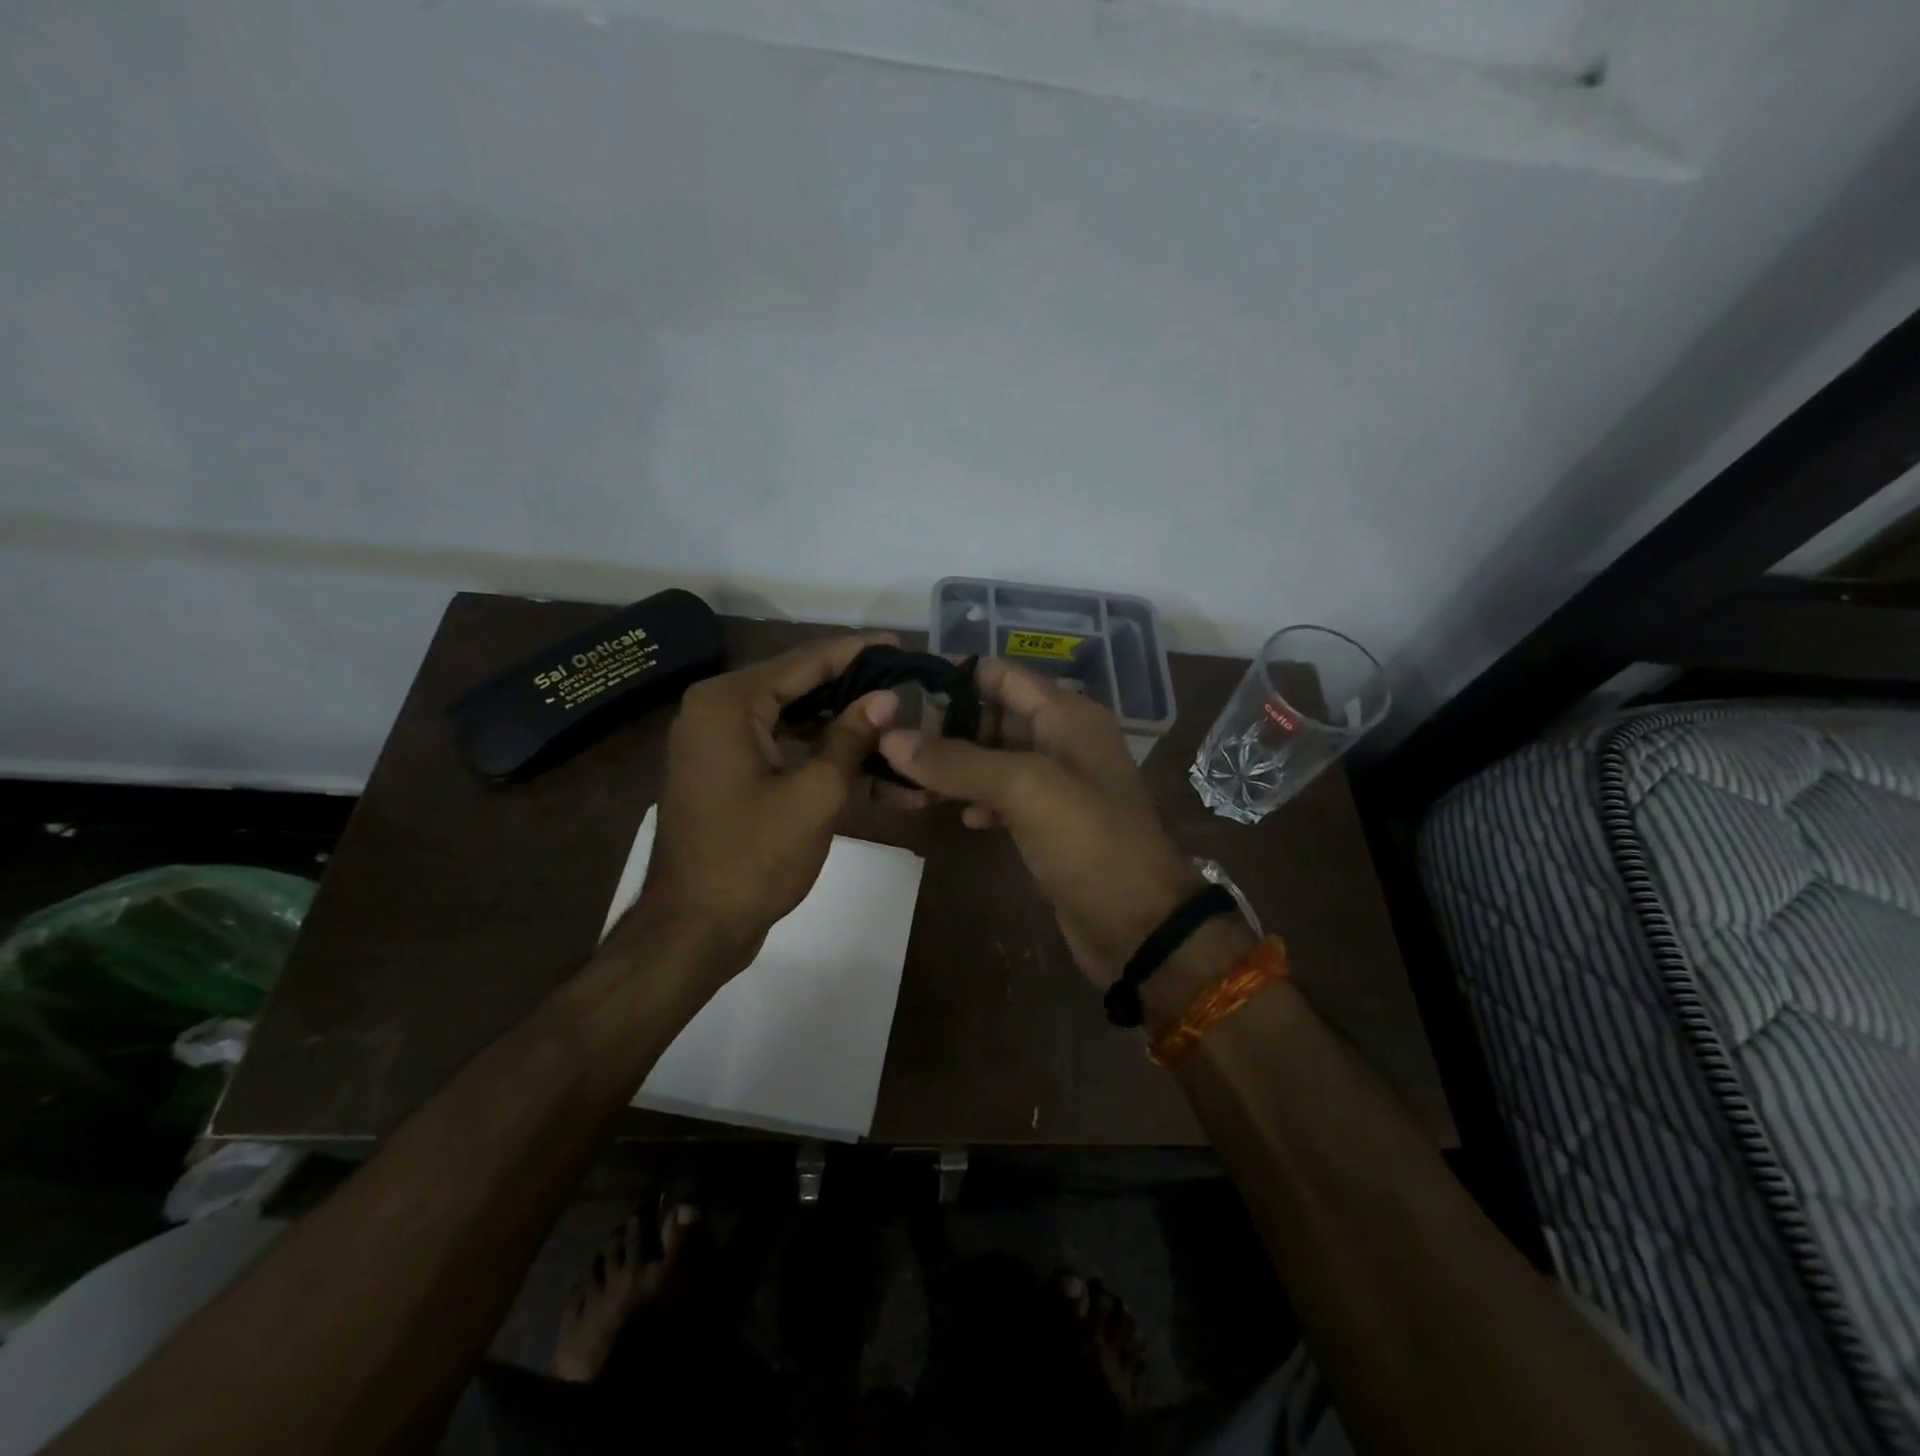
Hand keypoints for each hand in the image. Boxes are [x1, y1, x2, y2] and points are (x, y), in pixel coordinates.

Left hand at [631, 633, 900, 973]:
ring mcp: (714, 740)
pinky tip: (857, 757)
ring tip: (890, 723)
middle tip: (904, 687)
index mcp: (729, 702)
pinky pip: (776, 742)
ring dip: (837, 722)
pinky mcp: (721, 768)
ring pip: (789, 715)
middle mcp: (714, 708)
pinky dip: (814, 748)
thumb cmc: (753, 859)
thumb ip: (850, 738)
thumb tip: (886, 697)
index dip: (857, 652)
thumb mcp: (814, 795)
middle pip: (796, 684)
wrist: (693, 927)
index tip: (901, 645)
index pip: (804, 660)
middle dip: (851, 688)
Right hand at [878, 660, 1201, 987]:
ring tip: (907, 779)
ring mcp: (1057, 782)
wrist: (1137, 924)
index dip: (952, 676)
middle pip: (993, 714)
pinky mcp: (1049, 822)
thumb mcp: (1023, 788)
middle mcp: (1062, 739)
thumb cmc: (1088, 841)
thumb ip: (957, 760)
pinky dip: (978, 799)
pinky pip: (1003, 796)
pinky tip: (961, 817)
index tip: (899, 690)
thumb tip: (890, 737)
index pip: (1000, 674)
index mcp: (1066, 714)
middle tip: (889, 741)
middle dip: (945, 725)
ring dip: (954, 766)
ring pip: (993, 758)